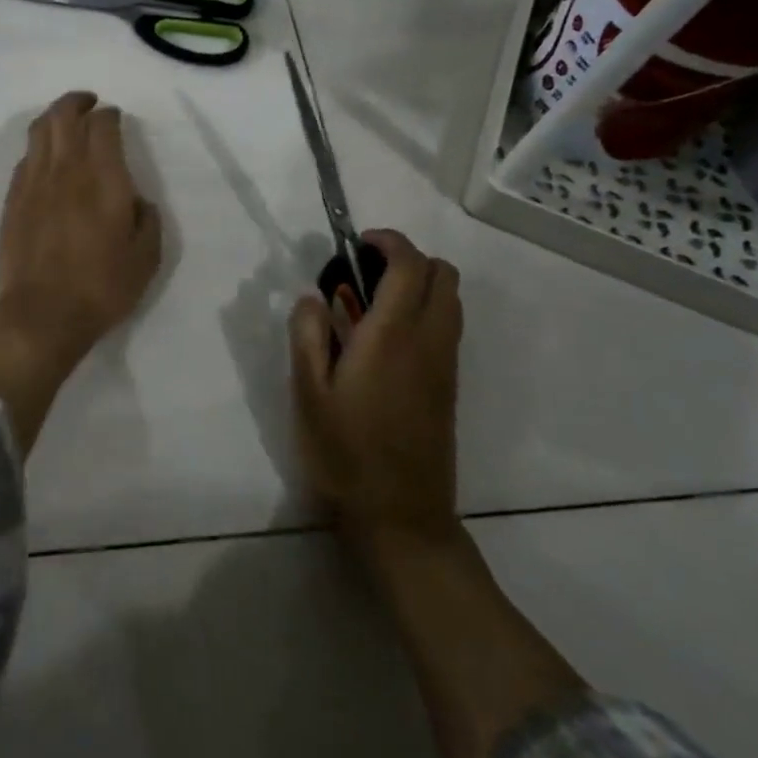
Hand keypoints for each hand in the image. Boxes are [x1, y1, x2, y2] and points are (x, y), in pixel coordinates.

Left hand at [0, 91, 163, 453]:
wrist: (41, 315)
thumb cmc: (101, 288)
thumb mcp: (146, 258)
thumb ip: (147, 219)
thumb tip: (138, 199)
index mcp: (103, 178)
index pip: (102, 126)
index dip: (109, 115)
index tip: (115, 117)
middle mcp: (66, 170)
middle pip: (64, 116)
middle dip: (77, 102)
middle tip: (89, 103)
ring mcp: (33, 183)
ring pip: (38, 131)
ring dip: (53, 116)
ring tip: (65, 119)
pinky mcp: (12, 200)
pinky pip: (24, 158)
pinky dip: (37, 147)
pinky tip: (45, 157)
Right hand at [288, 228, 462, 545]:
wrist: (400, 516)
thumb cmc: (345, 452)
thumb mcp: (307, 392)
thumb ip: (307, 333)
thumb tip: (314, 296)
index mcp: (392, 335)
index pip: (409, 264)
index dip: (387, 241)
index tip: (356, 244)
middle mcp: (429, 340)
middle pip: (443, 273)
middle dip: (407, 258)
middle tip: (363, 274)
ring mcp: (446, 364)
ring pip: (450, 299)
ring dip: (418, 285)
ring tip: (369, 306)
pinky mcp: (449, 386)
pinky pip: (447, 327)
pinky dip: (423, 312)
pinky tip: (383, 342)